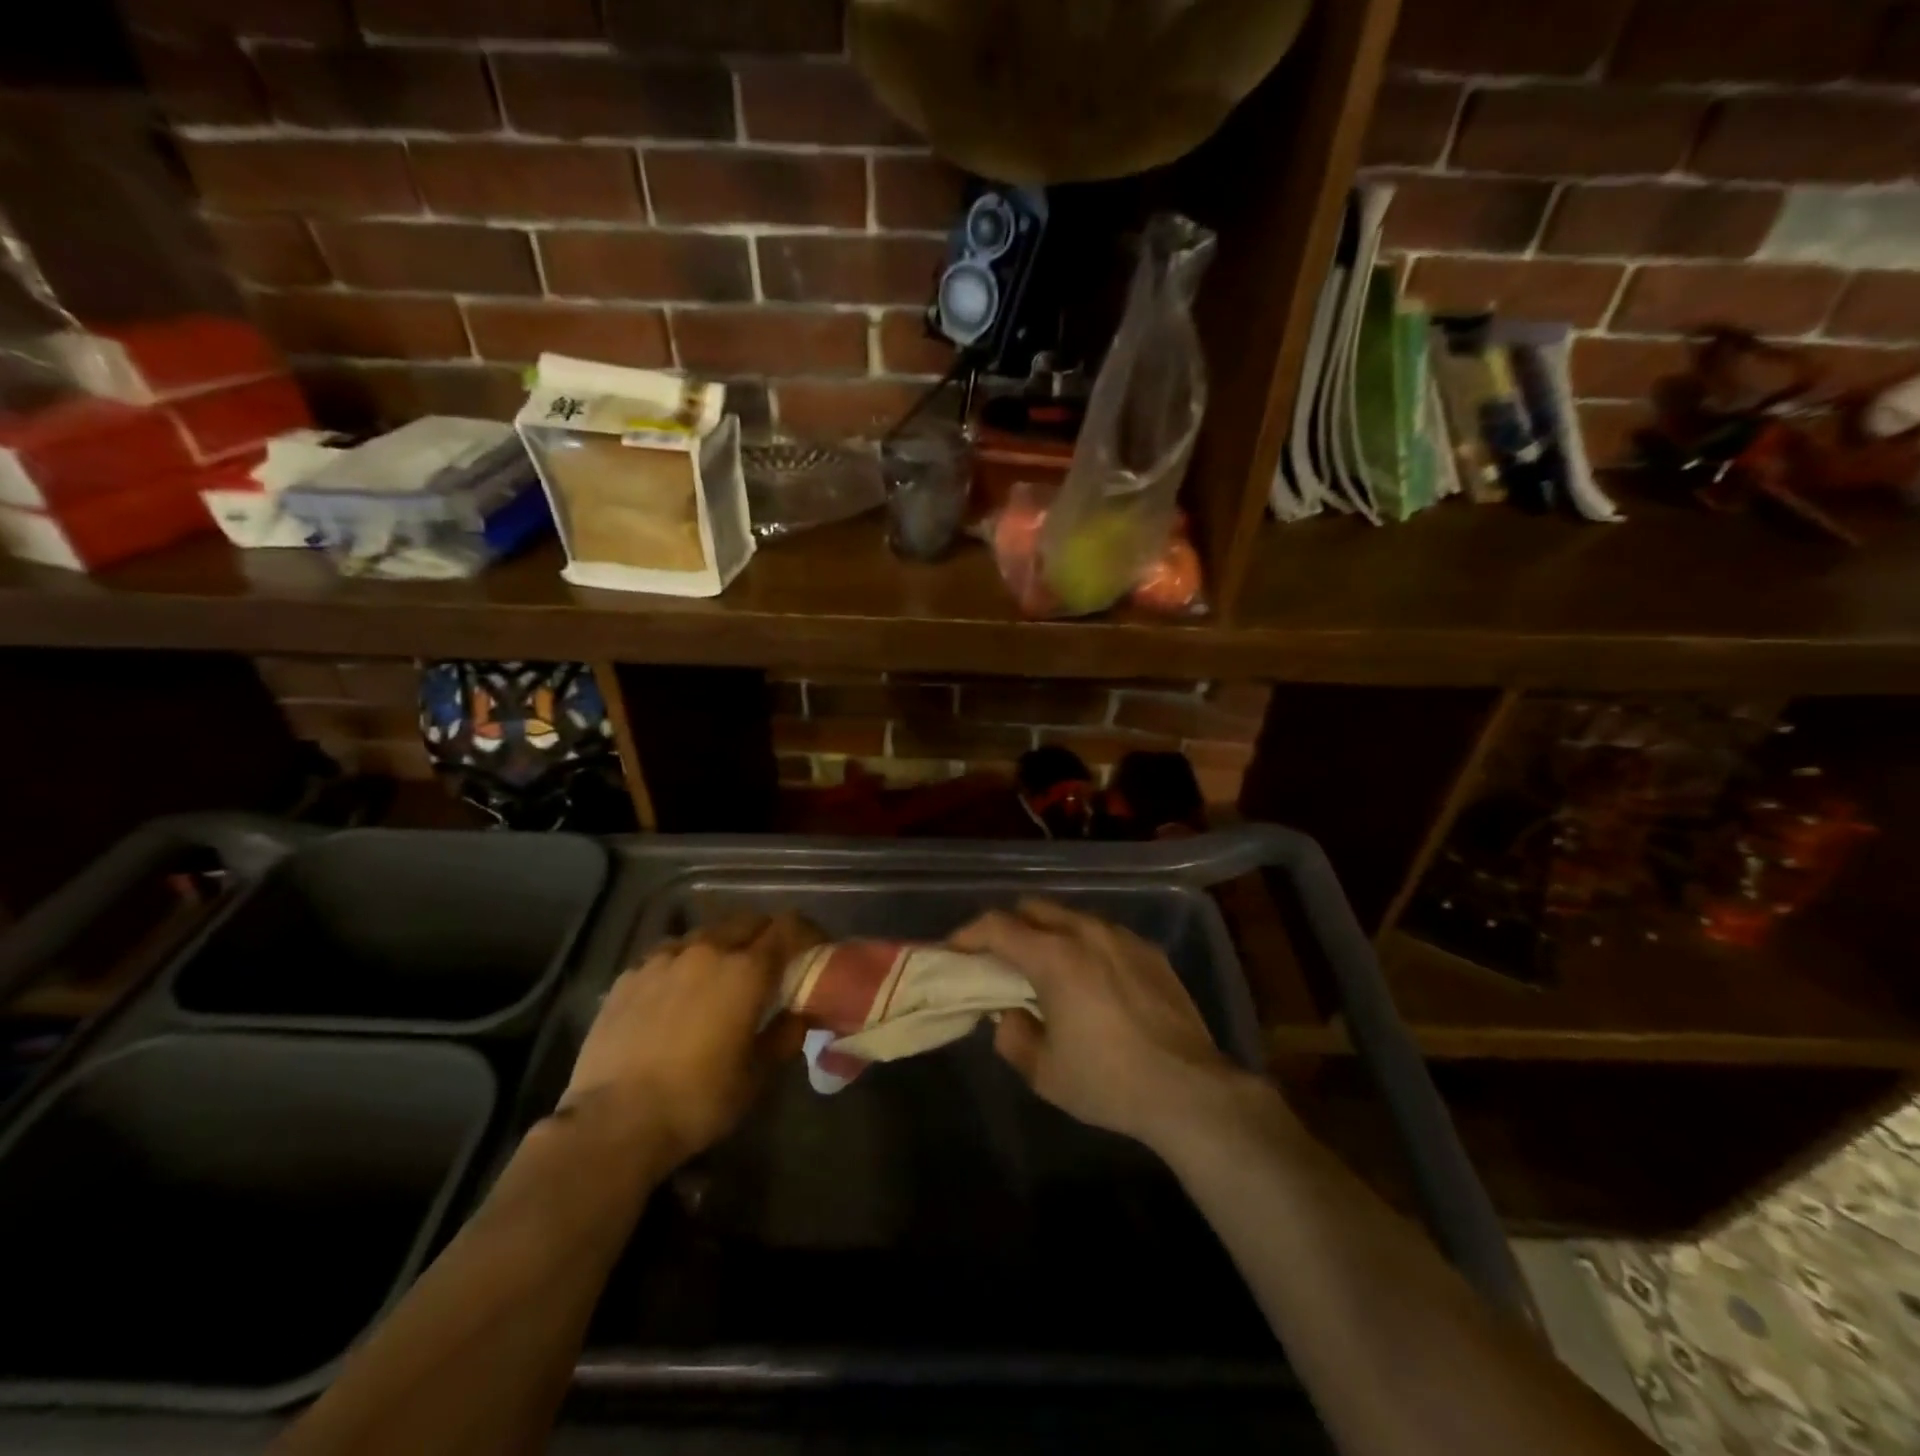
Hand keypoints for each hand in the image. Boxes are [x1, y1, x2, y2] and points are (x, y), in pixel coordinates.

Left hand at [560, 915, 812, 1170]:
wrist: (613, 1122)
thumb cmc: (697, 1100)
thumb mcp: (756, 1076)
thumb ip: (785, 1035)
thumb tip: (799, 1014)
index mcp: (746, 970)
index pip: (788, 927)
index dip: (807, 933)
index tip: (814, 951)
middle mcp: (707, 950)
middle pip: (747, 921)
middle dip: (765, 935)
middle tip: (770, 966)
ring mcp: (662, 958)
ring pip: (705, 934)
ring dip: (723, 946)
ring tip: (720, 978)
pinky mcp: (629, 975)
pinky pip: (667, 954)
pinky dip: (683, 963)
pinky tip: (677, 993)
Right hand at [951, 899, 1256, 1153]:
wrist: (1188, 1090)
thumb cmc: (1108, 1081)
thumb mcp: (1044, 1072)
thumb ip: (1013, 1036)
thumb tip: (1009, 1014)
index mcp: (1054, 956)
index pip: (997, 926)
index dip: (968, 934)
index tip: (954, 950)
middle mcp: (1086, 932)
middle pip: (1033, 908)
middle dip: (1008, 927)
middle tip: (999, 960)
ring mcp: (1122, 937)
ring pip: (1071, 917)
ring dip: (1048, 933)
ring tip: (1047, 969)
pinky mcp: (1150, 951)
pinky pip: (1104, 933)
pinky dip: (1084, 945)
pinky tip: (1092, 980)